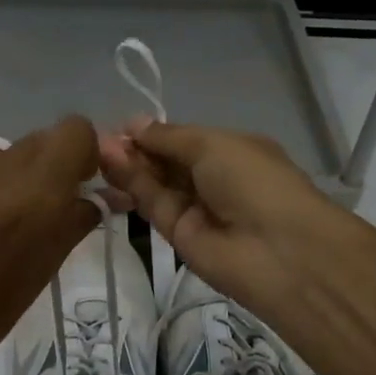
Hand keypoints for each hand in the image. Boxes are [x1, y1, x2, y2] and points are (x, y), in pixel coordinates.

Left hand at [0, 117, 103, 374]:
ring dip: (21, 175)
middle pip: (43, 138)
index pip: (75, 131)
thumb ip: (77, 220)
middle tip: (51, 203)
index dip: (85, 153)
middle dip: (55, 164)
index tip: (81, 183)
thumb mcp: (46, 268)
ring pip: (10, 152)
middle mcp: (2, 170)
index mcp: (38, 194)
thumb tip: (103, 197)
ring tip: (9, 217)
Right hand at [98, 119, 341, 316]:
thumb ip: (168, 137)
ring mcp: (195, 209)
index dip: (152, 133)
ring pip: (155, 184)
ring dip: (128, 166)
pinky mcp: (178, 236)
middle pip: (165, 161)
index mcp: (230, 150)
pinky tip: (109, 168)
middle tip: (98, 140)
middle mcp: (213, 178)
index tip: (120, 126)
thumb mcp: (212, 145)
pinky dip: (132, 187)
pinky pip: (153, 205)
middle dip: (135, 149)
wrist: (279, 251)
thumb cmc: (253, 181)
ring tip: (97, 152)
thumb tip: (133, 123)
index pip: (183, 139)